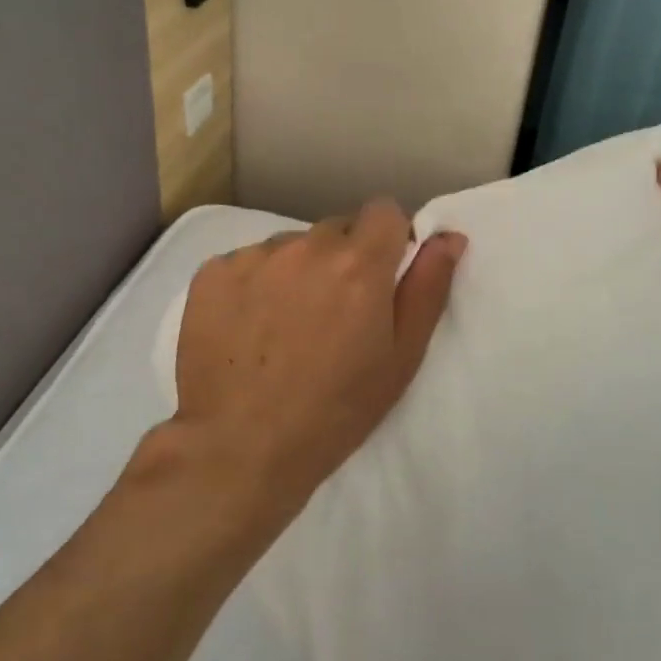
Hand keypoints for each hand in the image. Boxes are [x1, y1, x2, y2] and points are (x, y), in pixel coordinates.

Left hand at [171, 201, 466, 535]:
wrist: (239, 448)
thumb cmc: (335, 411)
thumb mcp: (401, 358)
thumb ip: (428, 288)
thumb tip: (448, 236)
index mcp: (358, 264)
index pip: (384, 211)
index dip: (388, 239)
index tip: (381, 276)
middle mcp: (305, 246)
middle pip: (335, 230)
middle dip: (343, 260)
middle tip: (334, 314)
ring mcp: (253, 257)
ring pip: (290, 247)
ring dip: (297, 272)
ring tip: (286, 327)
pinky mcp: (212, 273)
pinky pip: (247, 263)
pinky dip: (254, 285)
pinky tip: (248, 329)